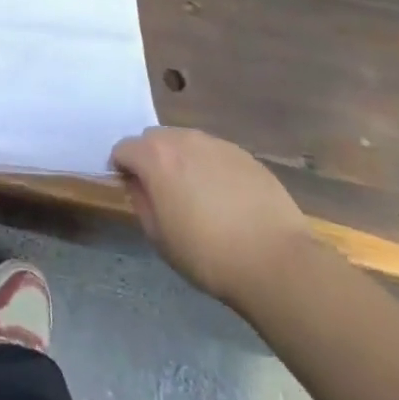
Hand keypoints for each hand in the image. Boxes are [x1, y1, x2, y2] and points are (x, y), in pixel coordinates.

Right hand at [111, 128, 313, 306]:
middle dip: (151, 158)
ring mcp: (218, 144)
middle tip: (163, 191)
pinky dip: (210, 167)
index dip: (122, 168)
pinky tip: (225, 198)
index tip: (132, 190)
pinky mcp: (245, 155)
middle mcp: (184, 139)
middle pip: (155, 138)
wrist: (276, 261)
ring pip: (187, 142)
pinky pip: (215, 154)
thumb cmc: (207, 254)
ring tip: (196, 194)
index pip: (123, 148)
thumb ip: (141, 201)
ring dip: (181, 160)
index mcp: (156, 157)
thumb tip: (138, 183)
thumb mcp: (159, 237)